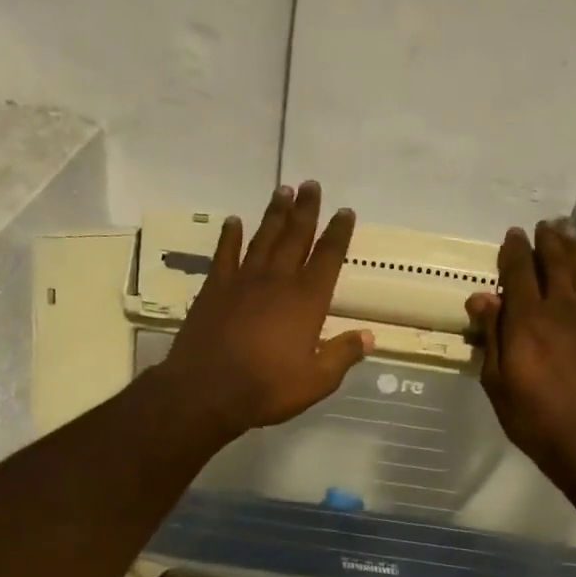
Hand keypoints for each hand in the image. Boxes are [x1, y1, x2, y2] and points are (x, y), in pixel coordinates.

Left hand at [158, 181, 371, 444]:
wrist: (206, 391)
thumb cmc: (266, 389)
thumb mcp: (316, 381)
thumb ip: (342, 355)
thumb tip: (369, 336)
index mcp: (307, 301)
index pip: (328, 258)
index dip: (338, 233)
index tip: (345, 212)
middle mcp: (278, 281)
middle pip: (296, 236)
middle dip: (306, 210)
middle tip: (312, 185)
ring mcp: (243, 281)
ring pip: (263, 238)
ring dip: (274, 214)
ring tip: (283, 190)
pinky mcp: (214, 288)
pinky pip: (225, 254)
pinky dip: (230, 236)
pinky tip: (234, 221)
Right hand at [465, 219, 575, 483]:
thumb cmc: (535, 418)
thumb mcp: (498, 382)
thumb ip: (493, 336)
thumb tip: (483, 296)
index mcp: (528, 319)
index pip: (519, 273)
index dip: (515, 251)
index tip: (513, 234)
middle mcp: (563, 311)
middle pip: (556, 266)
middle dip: (548, 243)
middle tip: (545, 225)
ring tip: (571, 236)